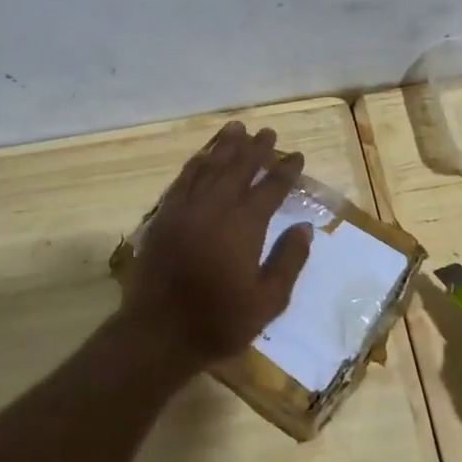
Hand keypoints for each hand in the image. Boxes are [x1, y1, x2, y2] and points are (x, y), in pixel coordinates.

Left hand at [121, 121, 312, 369]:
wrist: (158, 333)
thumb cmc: (218, 322)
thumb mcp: (267, 301)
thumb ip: (288, 261)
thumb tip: (304, 228)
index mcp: (244, 226)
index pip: (270, 188)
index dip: (285, 170)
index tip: (297, 155)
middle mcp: (215, 208)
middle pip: (238, 168)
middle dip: (256, 149)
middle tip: (268, 132)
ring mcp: (186, 209)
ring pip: (209, 167)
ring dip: (225, 146)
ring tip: (237, 128)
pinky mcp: (164, 216)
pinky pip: (183, 179)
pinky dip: (196, 163)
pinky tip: (202, 156)